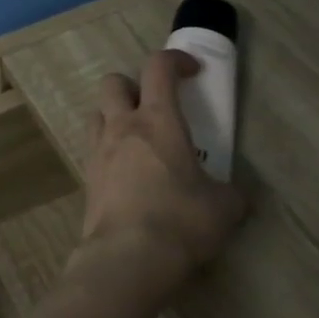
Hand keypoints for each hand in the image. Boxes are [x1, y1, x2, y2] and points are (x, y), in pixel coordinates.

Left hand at [78, 50, 246, 292]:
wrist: (127, 256)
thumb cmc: (181, 221)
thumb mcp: (224, 207)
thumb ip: (229, 191)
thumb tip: (232, 194)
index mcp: (157, 121)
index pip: (158, 67)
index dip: (175, 60)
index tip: (192, 72)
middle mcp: (121, 127)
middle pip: (113, 82)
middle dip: (134, 85)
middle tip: (155, 106)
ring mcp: (98, 151)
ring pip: (97, 112)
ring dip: (115, 115)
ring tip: (138, 138)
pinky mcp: (87, 177)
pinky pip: (93, 148)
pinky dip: (108, 149)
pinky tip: (127, 172)